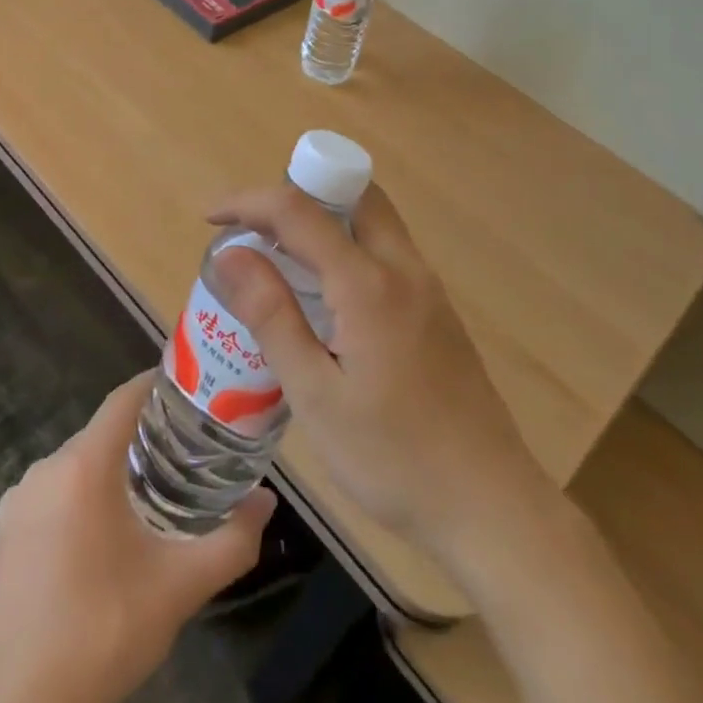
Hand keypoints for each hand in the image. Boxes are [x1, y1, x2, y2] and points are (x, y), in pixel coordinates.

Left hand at [0, 372, 274, 702]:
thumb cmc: (106, 633)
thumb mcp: (180, 587)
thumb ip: (232, 541)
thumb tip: (267, 502)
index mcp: (83, 466)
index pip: (124, 399)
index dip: (155, 386)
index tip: (188, 390)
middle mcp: (45, 468)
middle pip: (102, 433)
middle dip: (140, 436)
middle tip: (182, 452)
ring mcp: (17, 500)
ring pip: (75, 464)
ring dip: (110, 470)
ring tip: (148, 494)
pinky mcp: (3, 531)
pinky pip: (51, 492)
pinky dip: (79, 496)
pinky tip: (101, 535)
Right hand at [204, 184, 553, 562]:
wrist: (492, 509)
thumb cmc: (394, 459)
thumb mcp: (315, 395)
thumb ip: (271, 316)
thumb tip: (229, 253)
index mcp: (369, 284)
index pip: (299, 210)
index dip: (248, 201)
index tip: (210, 218)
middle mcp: (404, 268)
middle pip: (351, 193)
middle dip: (297, 193)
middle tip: (256, 231)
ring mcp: (427, 287)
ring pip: (373, 219)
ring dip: (325, 217)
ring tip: (280, 258)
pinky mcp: (437, 310)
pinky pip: (386, 250)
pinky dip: (348, 245)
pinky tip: (325, 298)